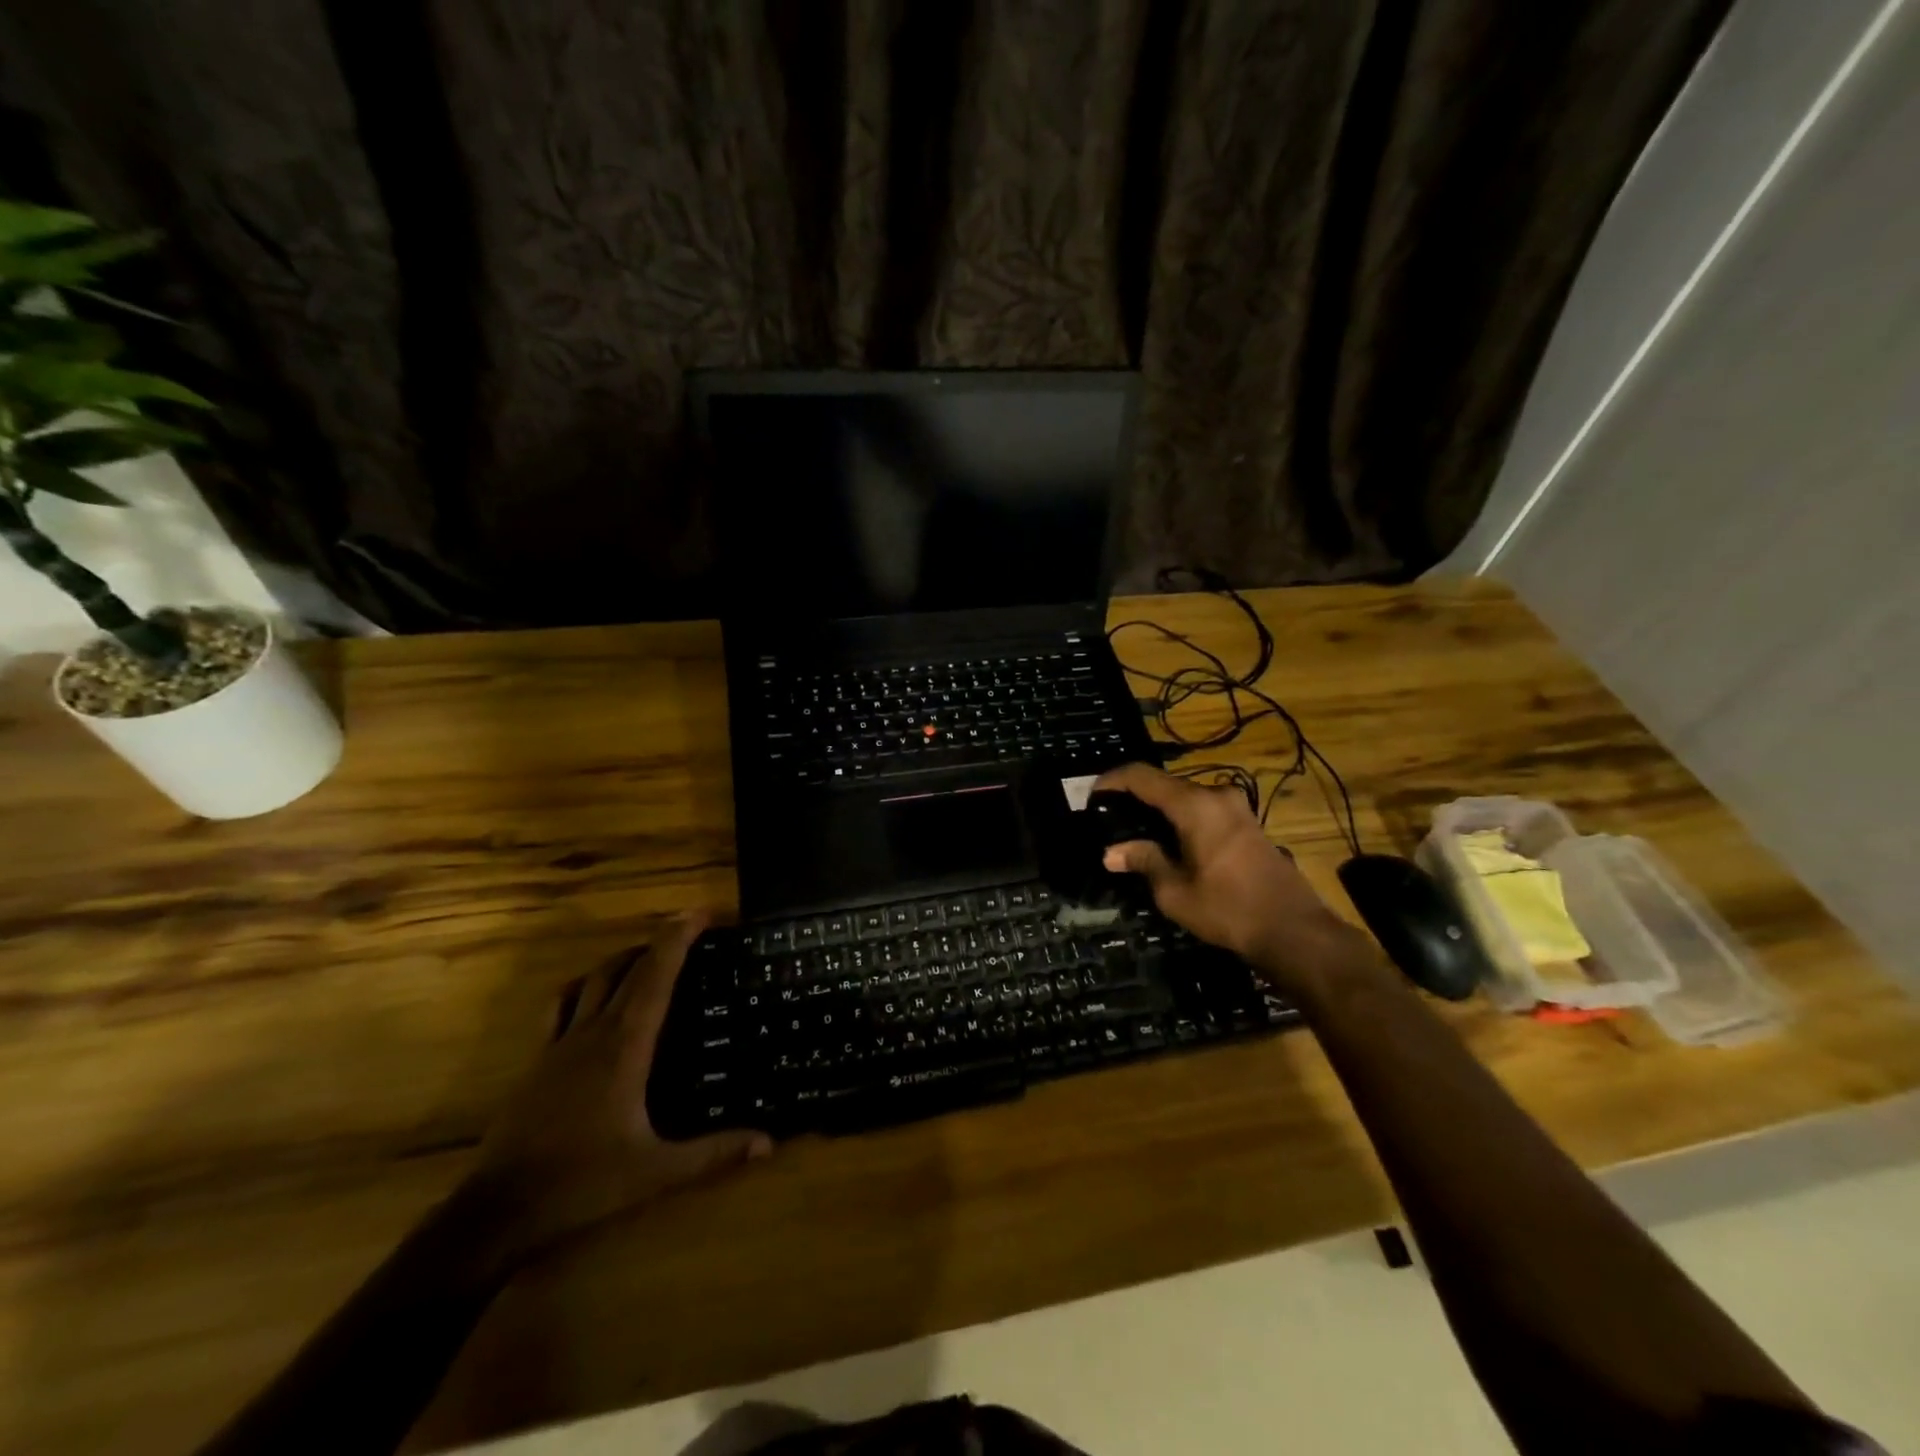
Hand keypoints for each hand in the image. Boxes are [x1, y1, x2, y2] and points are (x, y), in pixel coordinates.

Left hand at [465, 915, 770, 1266]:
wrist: (497, 1212)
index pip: (655, 976)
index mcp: (624, 1046)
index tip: (701, 913)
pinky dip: (583, 988)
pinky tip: (592, 999)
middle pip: (625, 968)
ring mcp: (558, 1044)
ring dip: (621, 960)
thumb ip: (713, 1153)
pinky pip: (560, 1006)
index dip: (678, 938)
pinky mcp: (536, 1062)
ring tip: (647, 958)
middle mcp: (592, 1033)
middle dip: (658, 941)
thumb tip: (768, 1143)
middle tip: (688, 931)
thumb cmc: (582, 1184)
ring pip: (590, 980)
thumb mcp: (656, 1172)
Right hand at [1093, 763, 1367, 991]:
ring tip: (1134, 830)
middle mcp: (1216, 795)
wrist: (1294, 931)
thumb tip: (1111, 853)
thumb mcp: (1174, 891)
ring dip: (1159, 808)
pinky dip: (1180, 817)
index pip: (1142, 776)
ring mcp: (1237, 807)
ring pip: (1185, 796)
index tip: (1091, 795)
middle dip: (1134, 796)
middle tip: (1109, 817)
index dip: (1112, 780)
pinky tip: (1169, 840)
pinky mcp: (1248, 823)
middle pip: (1165, 784)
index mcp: (1194, 805)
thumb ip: (1143, 861)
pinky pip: (1204, 809)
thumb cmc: (1228, 909)